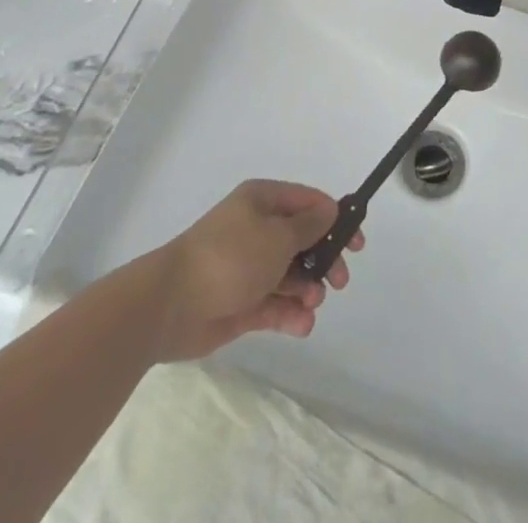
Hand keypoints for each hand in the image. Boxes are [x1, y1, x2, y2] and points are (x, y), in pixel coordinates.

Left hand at [149, 180, 362, 361]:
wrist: (171, 304)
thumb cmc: (230, 257)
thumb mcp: (278, 235)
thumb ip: (310, 226)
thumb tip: (331, 211)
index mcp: (263, 202)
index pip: (308, 203)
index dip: (335, 219)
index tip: (357, 242)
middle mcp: (257, 230)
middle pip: (303, 241)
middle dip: (324, 260)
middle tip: (340, 280)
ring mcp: (249, 268)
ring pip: (291, 275)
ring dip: (308, 290)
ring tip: (311, 304)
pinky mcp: (241, 303)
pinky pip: (275, 305)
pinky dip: (291, 314)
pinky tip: (302, 325)